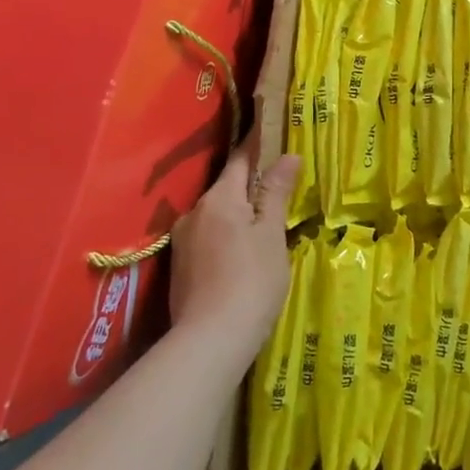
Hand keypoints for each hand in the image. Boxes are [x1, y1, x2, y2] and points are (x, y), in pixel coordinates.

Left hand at [168, 142, 300, 369]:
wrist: (210, 340)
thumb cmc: (251, 280)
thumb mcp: (271, 234)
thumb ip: (276, 193)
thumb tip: (288, 156)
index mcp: (218, 199)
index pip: (240, 160)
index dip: (257, 144)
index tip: (270, 129)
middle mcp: (194, 213)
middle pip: (227, 188)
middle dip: (250, 183)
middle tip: (279, 184)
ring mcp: (184, 242)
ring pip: (217, 215)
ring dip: (238, 213)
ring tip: (264, 222)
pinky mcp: (181, 268)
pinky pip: (209, 238)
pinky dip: (228, 235)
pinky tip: (243, 252)